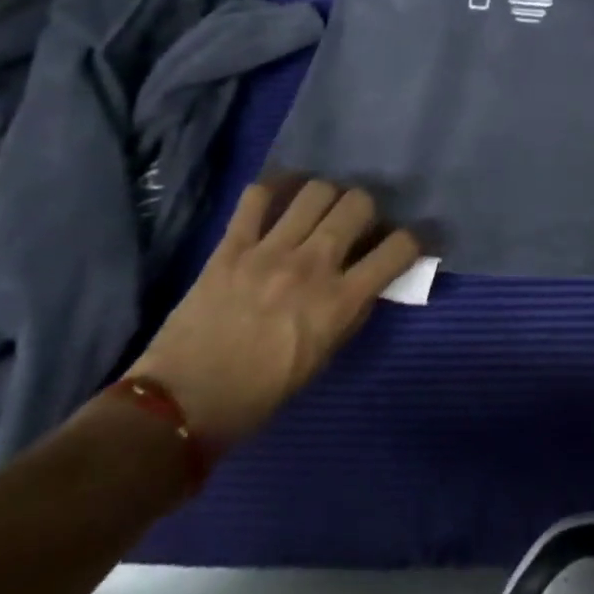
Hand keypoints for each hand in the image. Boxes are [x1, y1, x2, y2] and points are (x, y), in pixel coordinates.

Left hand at [126, 177, 419, 450]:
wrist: (180, 406)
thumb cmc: (260, 393)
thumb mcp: (323, 357)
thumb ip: (351, 311)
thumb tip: (370, 278)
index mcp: (339, 302)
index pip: (398, 248)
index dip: (413, 239)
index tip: (407, 242)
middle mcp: (312, 266)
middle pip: (358, 203)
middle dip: (367, 208)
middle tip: (357, 223)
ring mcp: (269, 252)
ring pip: (316, 191)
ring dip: (328, 195)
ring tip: (321, 208)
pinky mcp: (231, 247)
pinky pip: (258, 197)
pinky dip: (275, 187)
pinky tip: (282, 195)